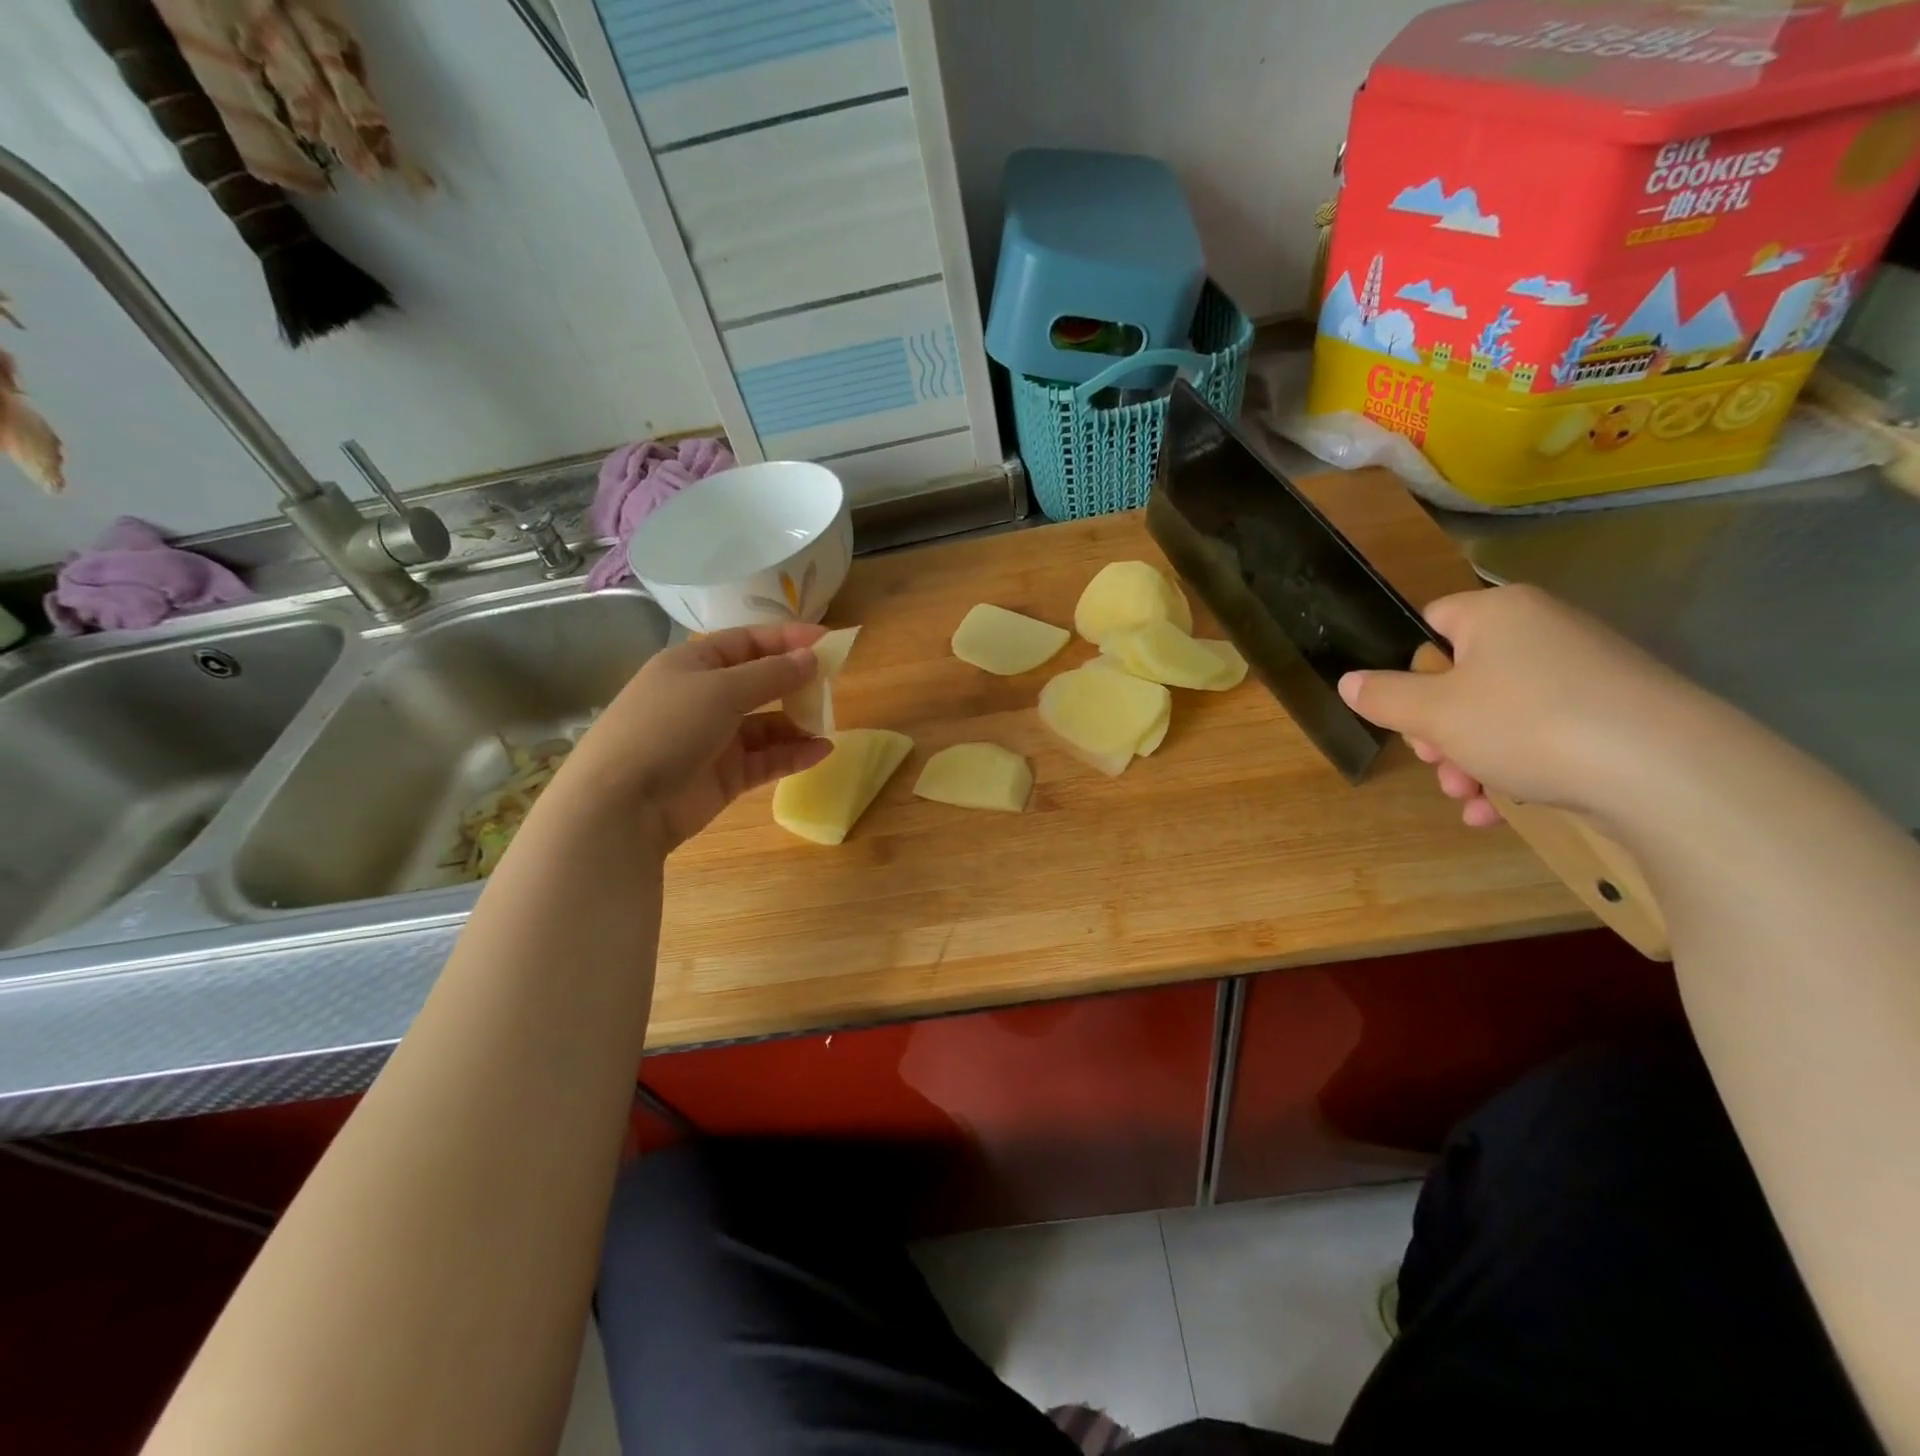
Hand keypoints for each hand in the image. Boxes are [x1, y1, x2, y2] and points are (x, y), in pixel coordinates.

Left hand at [563, 623, 832, 850]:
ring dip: (798, 721)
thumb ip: (771, 674)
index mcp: (693, 664)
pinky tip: (822, 750)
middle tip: (833, 682)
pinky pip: (767, 759)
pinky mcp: (726, 775)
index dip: (786, 639)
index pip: (747, 642)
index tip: (827, 642)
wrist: (623, 803)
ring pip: (767, 724)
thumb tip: (811, 658)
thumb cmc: (668, 727)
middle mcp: (704, 697)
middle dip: (795, 681)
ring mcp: (715, 738)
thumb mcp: (721, 690)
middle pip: (760, 682)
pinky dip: (793, 754)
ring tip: (828, 722)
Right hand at [1336, 585, 1707, 826]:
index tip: (1406, 713)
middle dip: (1439, 730)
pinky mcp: (1615, 714)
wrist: (1668, 772)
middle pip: (1462, 676)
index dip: (1409, 669)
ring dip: (1469, 759)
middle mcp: (1543, 631)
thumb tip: (1349, 682)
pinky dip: (1515, 769)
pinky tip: (1498, 812)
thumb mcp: (1433, 714)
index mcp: (1497, 614)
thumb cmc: (1527, 723)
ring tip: (1468, 799)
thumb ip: (1383, 696)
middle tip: (1436, 764)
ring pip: (1499, 714)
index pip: (1431, 623)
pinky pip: (1543, 735)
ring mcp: (1585, 673)